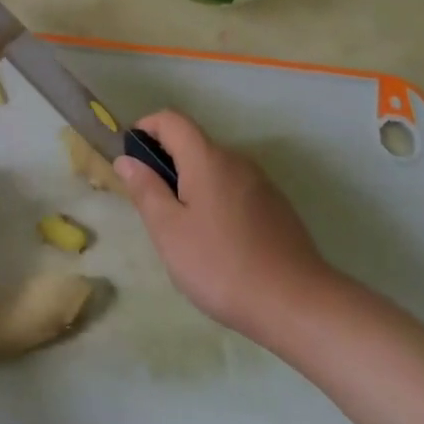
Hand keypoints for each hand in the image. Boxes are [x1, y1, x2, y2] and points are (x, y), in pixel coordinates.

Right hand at [112, 111, 338, 344]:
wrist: (297, 304)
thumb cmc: (221, 265)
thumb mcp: (169, 231)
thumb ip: (145, 190)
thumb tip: (126, 159)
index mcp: (207, 158)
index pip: (171, 119)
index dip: (146, 128)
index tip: (132, 159)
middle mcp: (236, 160)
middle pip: (193, 144)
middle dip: (166, 165)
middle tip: (154, 209)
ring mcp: (261, 183)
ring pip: (214, 169)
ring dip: (192, 185)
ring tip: (185, 233)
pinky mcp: (277, 207)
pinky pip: (235, 190)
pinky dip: (216, 201)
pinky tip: (219, 244)